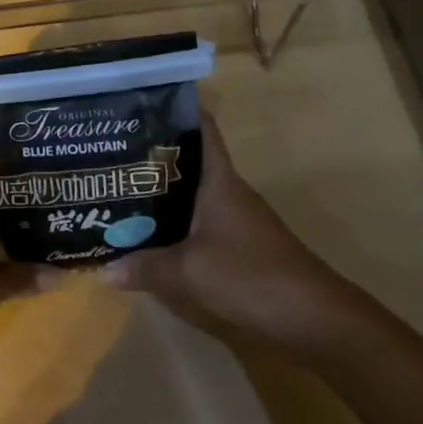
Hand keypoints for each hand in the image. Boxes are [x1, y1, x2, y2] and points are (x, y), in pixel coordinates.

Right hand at [101, 113, 357, 349]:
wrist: (317, 322)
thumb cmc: (251, 277)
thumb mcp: (188, 274)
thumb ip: (145, 268)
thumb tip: (105, 269)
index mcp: (219, 180)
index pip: (201, 128)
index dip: (176, 109)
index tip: (140, 100)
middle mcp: (228, 191)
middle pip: (188, 160)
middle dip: (152, 154)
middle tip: (109, 149)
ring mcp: (236, 220)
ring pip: (192, 193)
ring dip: (161, 191)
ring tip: (119, 188)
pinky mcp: (240, 247)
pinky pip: (199, 222)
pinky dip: (175, 222)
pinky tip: (151, 233)